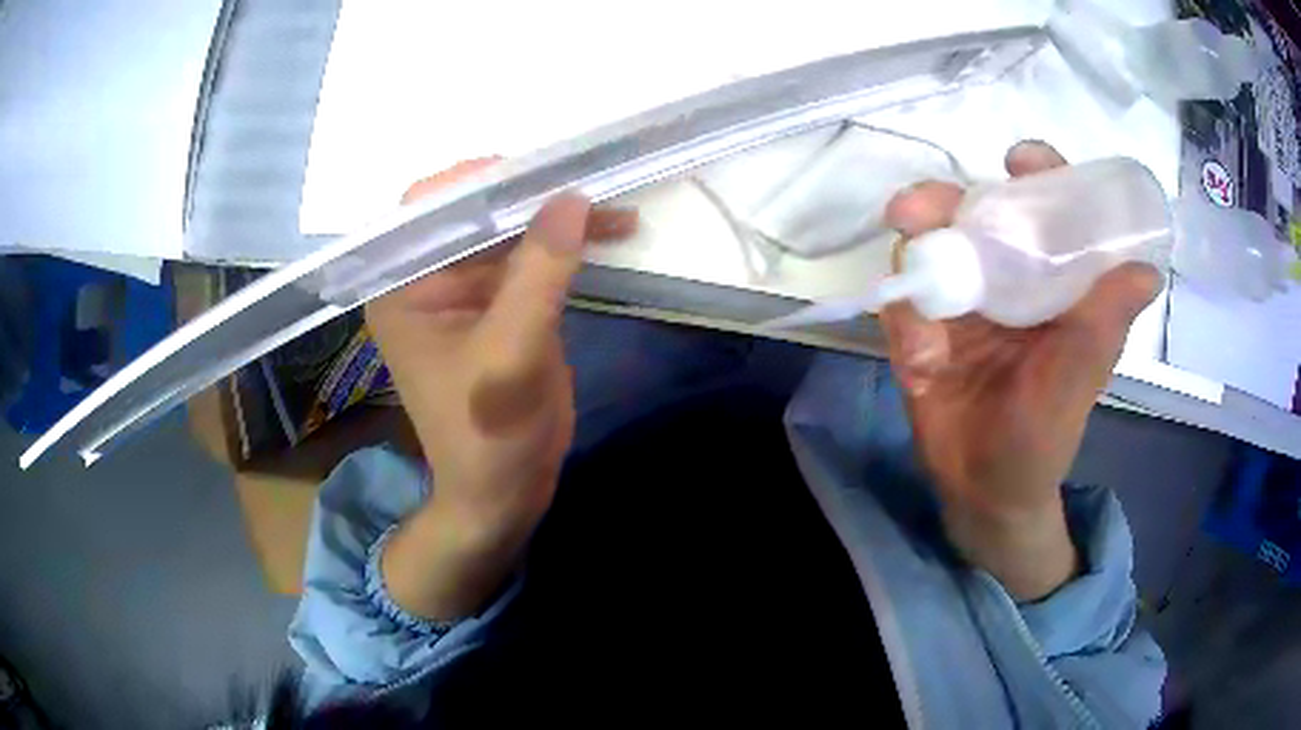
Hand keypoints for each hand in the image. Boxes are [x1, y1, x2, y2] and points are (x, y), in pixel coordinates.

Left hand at [368, 159, 636, 618]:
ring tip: (615, 208)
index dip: (480, 180)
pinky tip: (608, 232)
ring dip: (559, 215)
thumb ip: (538, 274)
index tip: (543, 175)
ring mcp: (467, 287)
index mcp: (403, 285)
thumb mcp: (511, 356)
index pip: (430, 205)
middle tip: (591, 180)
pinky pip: (531, 255)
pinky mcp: (501, 301)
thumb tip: (572, 198)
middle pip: (475, 209)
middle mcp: (427, 276)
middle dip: (531, 193)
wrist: (504, 491)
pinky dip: (568, 242)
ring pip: (510, 228)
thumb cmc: (488, 435)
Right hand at [881, 141, 1159, 599]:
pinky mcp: (920, 332)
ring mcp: (959, 303)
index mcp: (1050, 280)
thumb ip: (1105, 325)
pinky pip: (903, 307)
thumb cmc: (1045, 435)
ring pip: (929, 248)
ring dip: (913, 245)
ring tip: (910, 261)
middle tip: (918, 207)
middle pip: (974, 214)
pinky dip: (904, 317)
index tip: (1019, 160)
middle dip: (945, 199)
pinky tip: (919, 351)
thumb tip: (1148, 272)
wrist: (984, 490)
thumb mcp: (1079, 377)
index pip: (1045, 208)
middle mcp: (1005, 278)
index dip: (1036, 175)